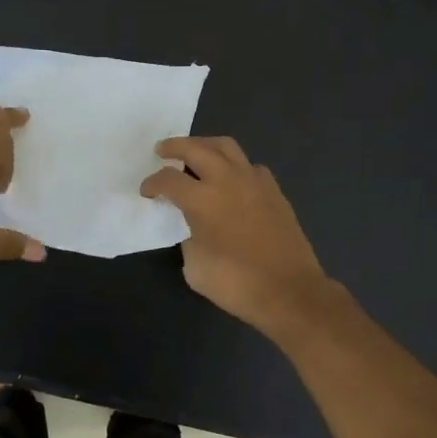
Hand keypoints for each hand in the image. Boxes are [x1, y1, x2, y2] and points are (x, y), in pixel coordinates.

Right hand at [140, 137, 332, 334]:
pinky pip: (249, 166)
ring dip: (205, 145)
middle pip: (196, 148)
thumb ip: (189, 238)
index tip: (147, 192)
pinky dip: (233, 165)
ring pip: (226, 147)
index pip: (168, 179)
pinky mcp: (274, 191)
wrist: (289, 291)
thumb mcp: (195, 267)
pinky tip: (230, 179)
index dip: (152, 183)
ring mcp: (255, 182)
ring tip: (195, 154)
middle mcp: (228, 180)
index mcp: (203, 200)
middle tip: (162, 151)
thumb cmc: (237, 283)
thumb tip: (195, 227)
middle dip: (175, 147)